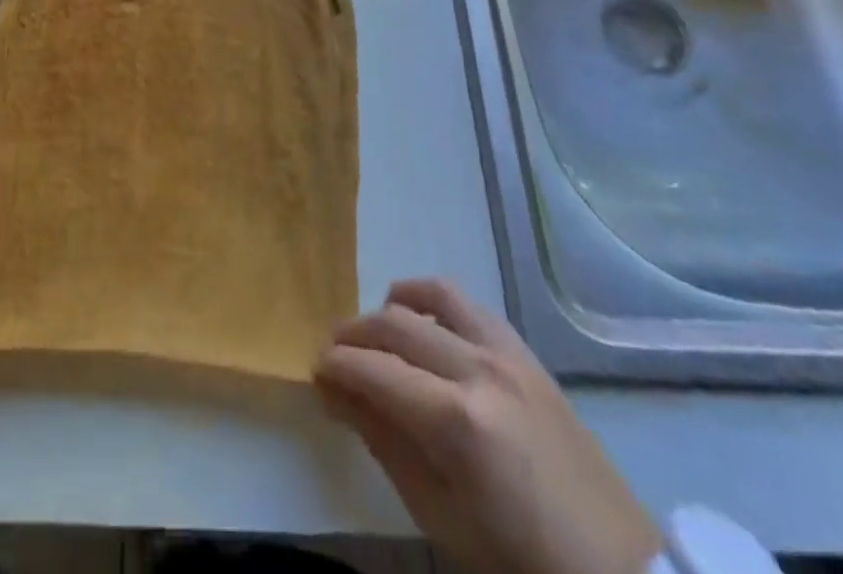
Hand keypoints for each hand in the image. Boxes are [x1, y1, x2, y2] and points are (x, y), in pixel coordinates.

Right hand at [315, 279, 659, 573]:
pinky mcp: (527, 353)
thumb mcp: (440, 518)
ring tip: (377, 332)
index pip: (374, 369)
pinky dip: (433, 302)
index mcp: (457, 421)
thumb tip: (335, 392)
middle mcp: (479, 369)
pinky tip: (424, 326)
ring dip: (393, 306)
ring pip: (432, 295)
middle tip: (334, 355)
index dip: (336, 365)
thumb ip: (384, 443)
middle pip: (395, 323)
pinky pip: (469, 305)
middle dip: (354, 334)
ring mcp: (508, 354)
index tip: (315, 371)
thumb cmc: (519, 563)